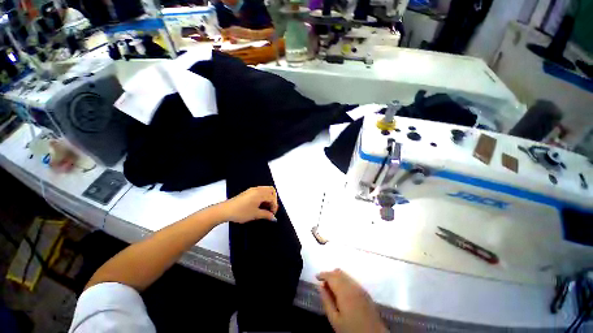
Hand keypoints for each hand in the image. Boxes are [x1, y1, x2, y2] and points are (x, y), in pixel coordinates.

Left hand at [220, 186, 277, 222]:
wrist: (225, 210)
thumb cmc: (240, 212)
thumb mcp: (255, 214)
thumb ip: (266, 215)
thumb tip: (273, 217)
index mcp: (260, 194)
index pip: (272, 198)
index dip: (274, 206)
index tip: (272, 214)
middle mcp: (257, 189)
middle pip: (271, 190)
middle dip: (273, 199)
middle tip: (271, 208)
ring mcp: (253, 190)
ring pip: (266, 190)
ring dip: (268, 197)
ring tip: (266, 207)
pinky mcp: (249, 192)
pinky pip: (260, 191)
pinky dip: (263, 196)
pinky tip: (260, 205)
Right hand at [317, 269, 387, 332]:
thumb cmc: (351, 330)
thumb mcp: (335, 319)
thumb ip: (326, 301)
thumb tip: (320, 286)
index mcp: (344, 291)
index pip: (331, 276)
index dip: (323, 274)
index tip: (316, 277)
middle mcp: (353, 285)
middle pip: (339, 273)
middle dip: (329, 274)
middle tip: (323, 283)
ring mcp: (360, 288)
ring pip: (346, 275)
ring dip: (337, 276)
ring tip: (331, 287)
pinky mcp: (365, 291)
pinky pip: (351, 280)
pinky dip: (344, 280)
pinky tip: (342, 290)